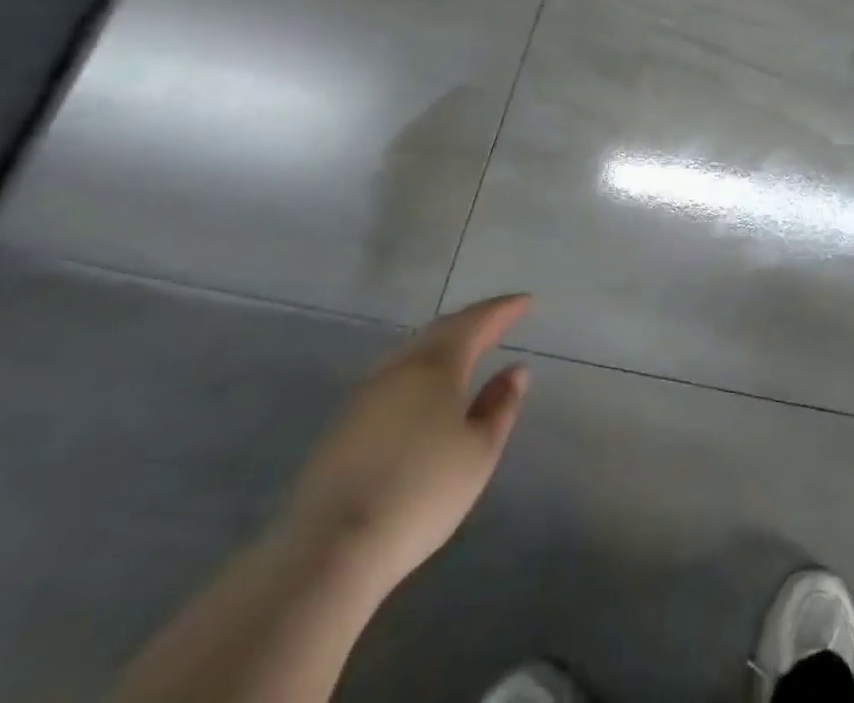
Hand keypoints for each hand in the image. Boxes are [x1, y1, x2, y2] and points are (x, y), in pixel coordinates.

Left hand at [275, 295, 532, 595]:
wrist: (327, 551)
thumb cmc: (421, 493)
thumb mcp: (479, 452)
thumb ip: (500, 406)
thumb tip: (515, 370)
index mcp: (437, 365)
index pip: (476, 322)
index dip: (503, 309)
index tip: (526, 301)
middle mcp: (398, 368)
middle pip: (441, 330)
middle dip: (473, 321)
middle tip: (499, 318)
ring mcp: (364, 396)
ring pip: (412, 352)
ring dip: (443, 344)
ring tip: (465, 348)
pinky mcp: (341, 427)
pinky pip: (392, 378)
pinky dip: (419, 370)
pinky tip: (423, 389)